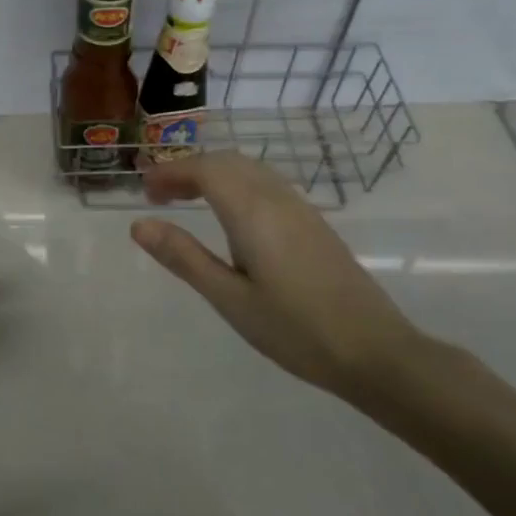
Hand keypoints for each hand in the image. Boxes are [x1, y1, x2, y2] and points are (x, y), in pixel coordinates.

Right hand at [130, 152, 422, 400]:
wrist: (376, 353)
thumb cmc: (295, 330)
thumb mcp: (229, 298)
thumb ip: (184, 257)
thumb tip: (139, 225)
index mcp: (252, 213)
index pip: (205, 170)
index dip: (170, 172)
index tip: (144, 191)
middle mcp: (277, 199)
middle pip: (227, 161)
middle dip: (189, 169)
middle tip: (159, 196)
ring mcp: (301, 210)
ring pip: (249, 170)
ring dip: (213, 174)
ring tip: (186, 201)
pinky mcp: (314, 224)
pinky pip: (266, 184)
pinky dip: (236, 184)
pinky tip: (229, 217)